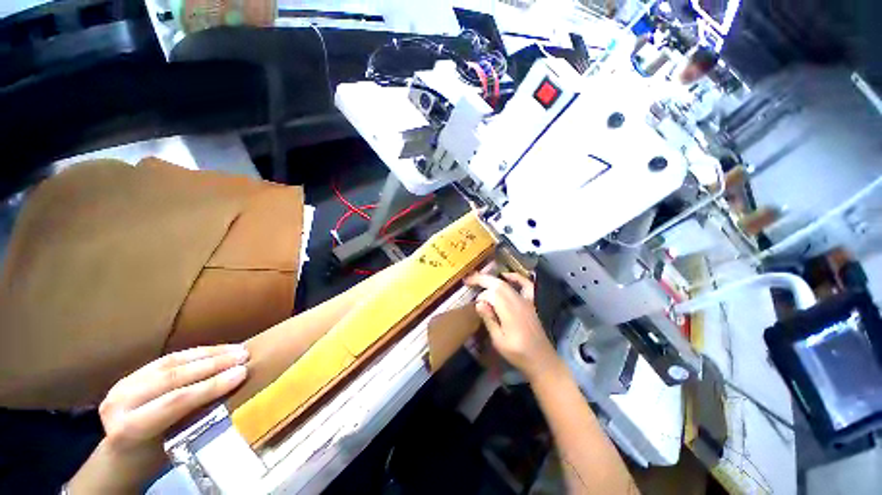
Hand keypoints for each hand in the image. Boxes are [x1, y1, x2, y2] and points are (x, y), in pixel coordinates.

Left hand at [68, 345, 248, 492]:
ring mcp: (124, 384)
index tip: (242, 373)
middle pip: (172, 377)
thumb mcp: (172, 447)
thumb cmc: (154, 458)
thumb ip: (195, 420)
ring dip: (209, 354)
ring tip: (237, 349)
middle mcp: (121, 401)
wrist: (122, 456)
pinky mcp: (132, 374)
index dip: (211, 386)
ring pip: (171, 362)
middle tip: (244, 356)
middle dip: (214, 364)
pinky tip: (218, 350)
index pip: (175, 401)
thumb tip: (231, 395)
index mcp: (128, 428)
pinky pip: (168, 359)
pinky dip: (197, 353)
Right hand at [464, 271, 559, 380]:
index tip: (475, 304)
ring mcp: (526, 301)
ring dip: (492, 279)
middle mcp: (518, 302)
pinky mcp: (530, 303)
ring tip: (479, 278)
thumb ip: (489, 320)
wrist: (541, 359)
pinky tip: (506, 275)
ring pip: (507, 284)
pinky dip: (516, 277)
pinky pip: (525, 284)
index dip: (481, 296)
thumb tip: (479, 303)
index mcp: (510, 312)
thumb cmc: (518, 353)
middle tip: (468, 280)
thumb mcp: (499, 341)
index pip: (492, 294)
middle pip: (498, 284)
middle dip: (482, 279)